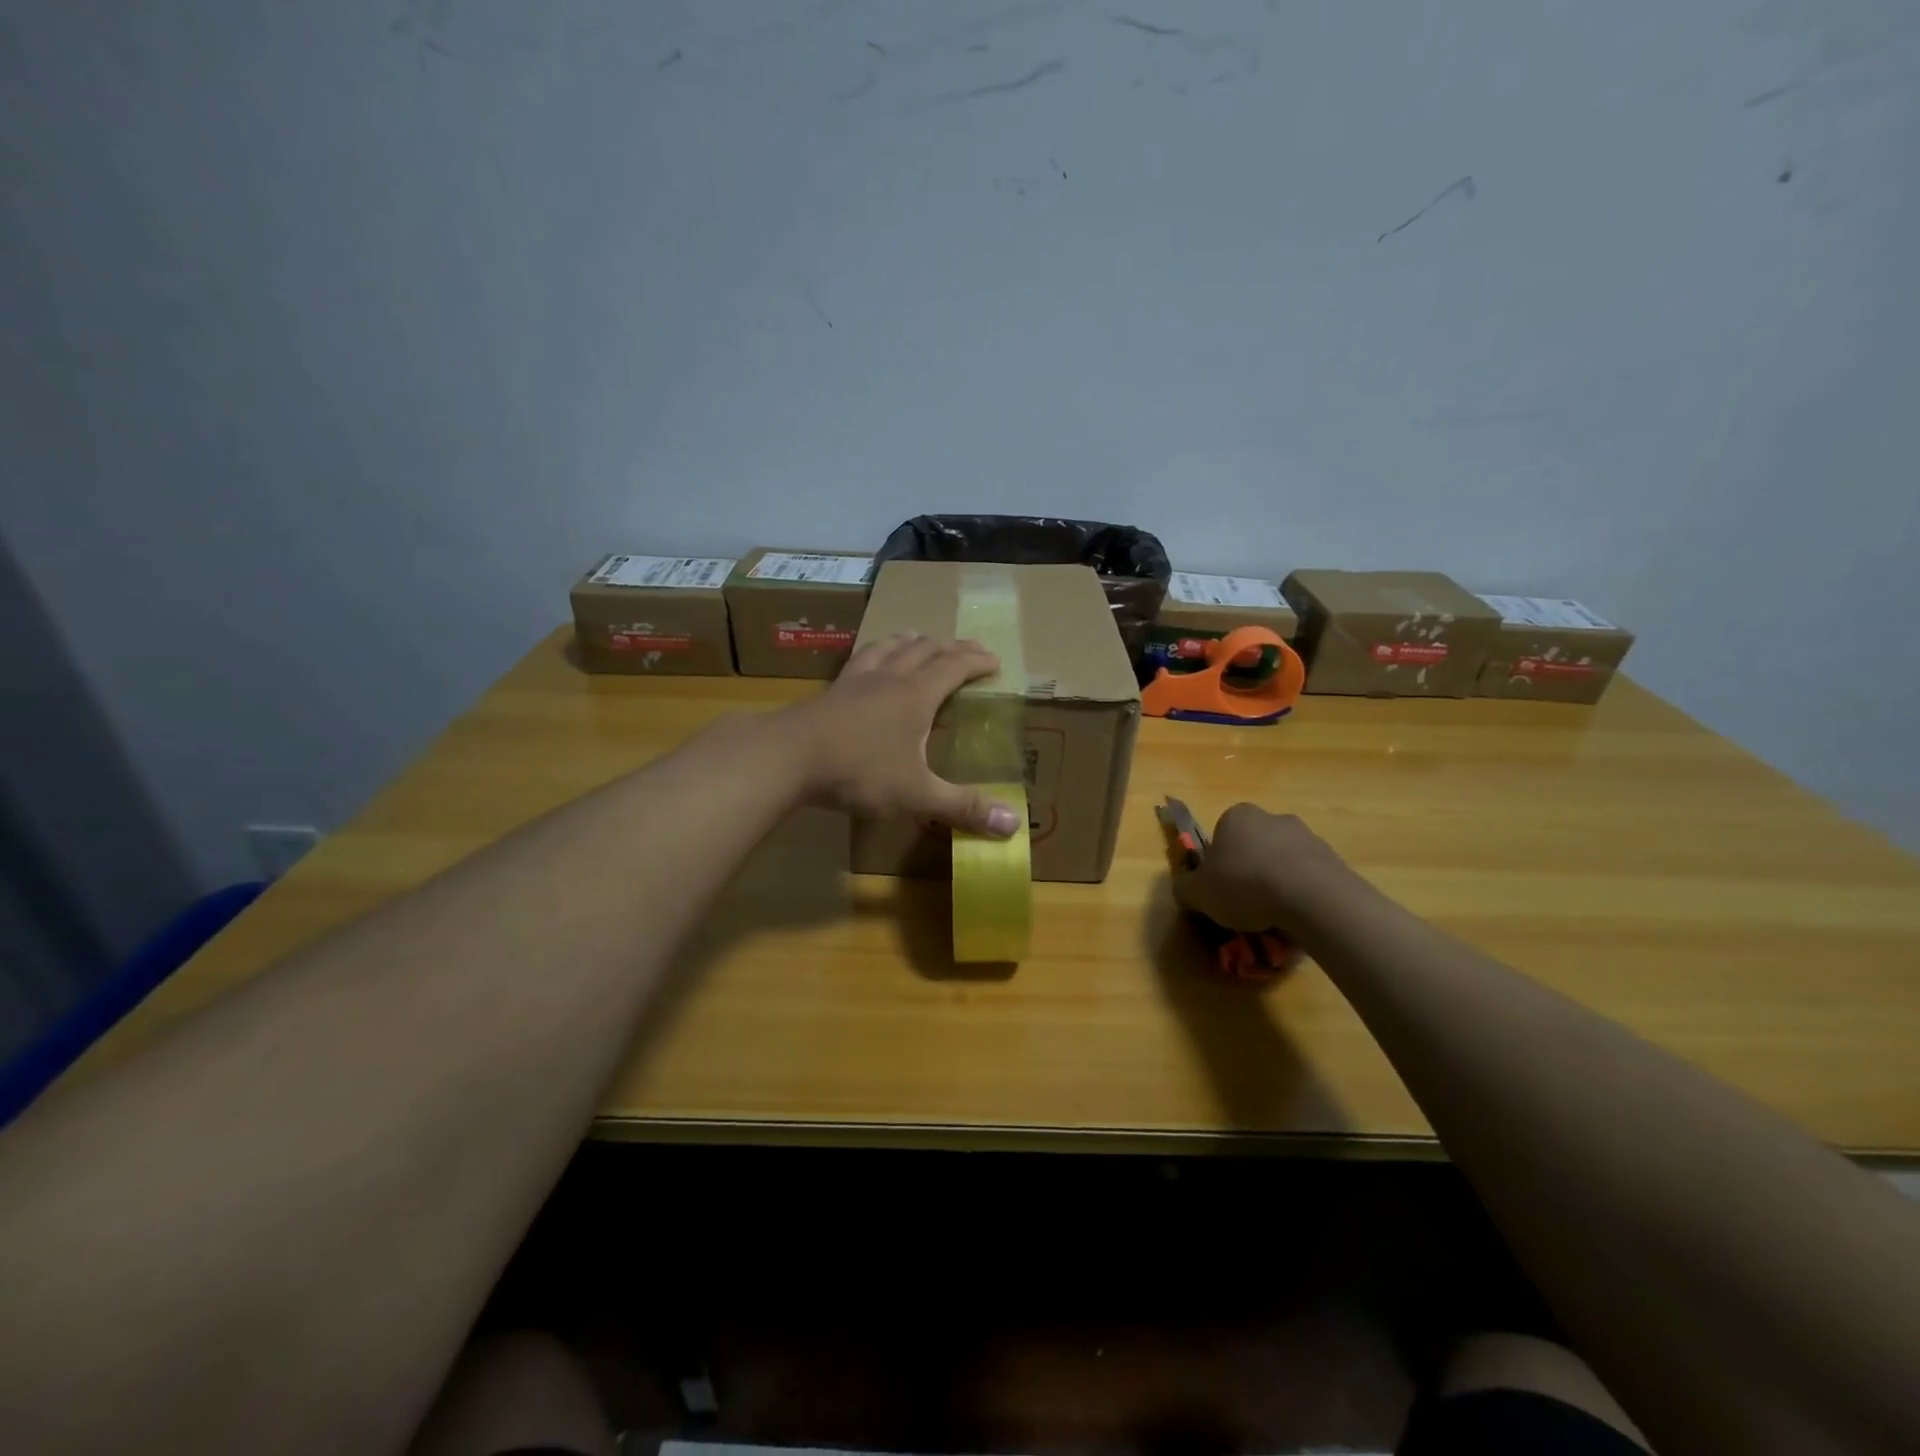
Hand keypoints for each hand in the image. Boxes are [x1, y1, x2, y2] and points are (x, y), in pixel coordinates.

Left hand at [789, 635, 1021, 836]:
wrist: (788, 757)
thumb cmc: (859, 772)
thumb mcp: (916, 795)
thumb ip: (963, 808)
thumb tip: (1014, 826)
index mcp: (916, 695)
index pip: (954, 667)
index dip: (977, 660)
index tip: (994, 659)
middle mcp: (890, 677)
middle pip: (925, 649)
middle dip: (950, 647)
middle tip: (967, 648)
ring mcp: (857, 679)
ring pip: (890, 647)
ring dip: (911, 641)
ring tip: (920, 639)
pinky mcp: (831, 689)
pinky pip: (860, 659)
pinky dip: (875, 652)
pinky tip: (868, 661)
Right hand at [1172, 804, 1360, 934]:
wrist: (1311, 897)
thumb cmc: (1245, 885)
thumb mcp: (1198, 893)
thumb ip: (1185, 888)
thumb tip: (1185, 889)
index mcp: (1236, 816)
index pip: (1220, 837)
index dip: (1217, 865)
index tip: (1219, 889)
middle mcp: (1271, 817)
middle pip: (1254, 846)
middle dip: (1249, 870)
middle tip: (1245, 904)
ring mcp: (1307, 835)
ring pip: (1282, 861)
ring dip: (1277, 882)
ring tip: (1273, 917)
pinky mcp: (1333, 858)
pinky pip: (1309, 878)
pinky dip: (1302, 894)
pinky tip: (1298, 918)